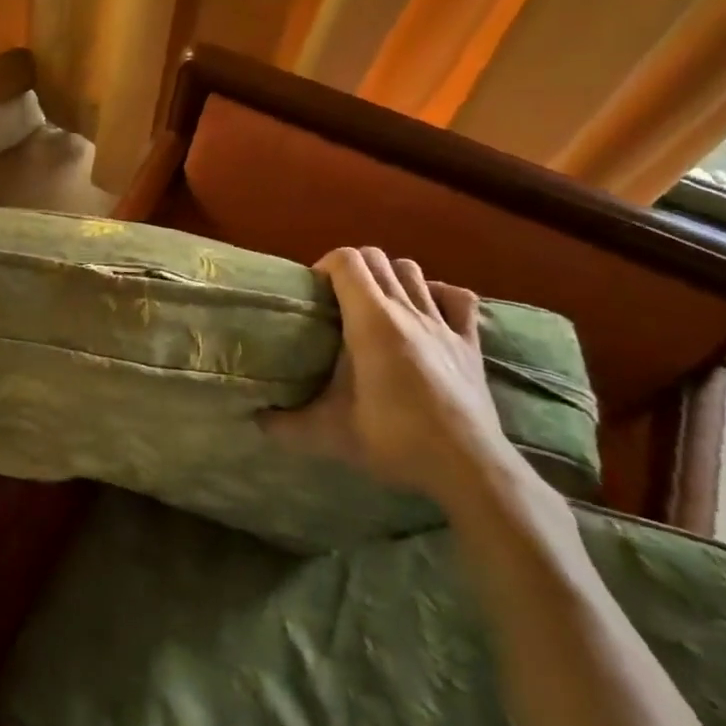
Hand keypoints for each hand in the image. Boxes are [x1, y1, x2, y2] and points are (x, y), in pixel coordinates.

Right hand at [259, 246, 515, 506]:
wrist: (468, 467)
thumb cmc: (393, 440)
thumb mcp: (327, 434)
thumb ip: (284, 424)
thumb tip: (255, 418)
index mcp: (371, 322)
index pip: (347, 261)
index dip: (325, 265)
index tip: (312, 292)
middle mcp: (407, 311)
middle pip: (377, 258)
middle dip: (351, 268)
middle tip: (335, 299)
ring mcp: (443, 324)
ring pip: (413, 271)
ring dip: (389, 276)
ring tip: (373, 303)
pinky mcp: (470, 343)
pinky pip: (457, 298)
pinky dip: (436, 294)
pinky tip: (424, 310)